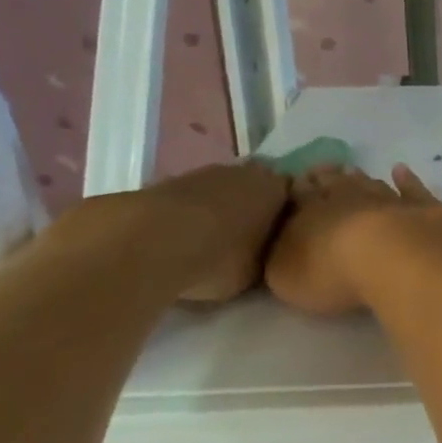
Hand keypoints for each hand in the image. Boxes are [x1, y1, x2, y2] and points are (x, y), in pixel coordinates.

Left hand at [146, 160, 292, 302]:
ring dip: (216, 210)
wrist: (150, 243)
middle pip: (254, 186)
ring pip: (219, 191)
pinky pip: (187, 201)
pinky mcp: (165, 183)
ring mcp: (203, 173)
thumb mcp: (258, 270)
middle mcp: (245, 172)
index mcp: (276, 187)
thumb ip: (267, 255)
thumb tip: (264, 253)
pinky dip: (186, 216)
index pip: (291, 193)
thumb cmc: (220, 257)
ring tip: (208, 243)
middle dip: (251, 207)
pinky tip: (178, 241)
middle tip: (246, 239)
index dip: (285, 214)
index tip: (279, 237)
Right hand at [264, 164, 441, 316]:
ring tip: (352, 169)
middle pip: (336, 184)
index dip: (297, 188)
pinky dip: (407, 180)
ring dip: (361, 178)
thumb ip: (280, 255)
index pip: (301, 195)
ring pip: (372, 184)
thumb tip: (281, 240)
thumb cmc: (332, 272)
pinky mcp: (424, 208)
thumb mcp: (286, 274)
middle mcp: (350, 199)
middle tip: (320, 168)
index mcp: (313, 213)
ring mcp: (389, 200)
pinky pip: (413, 190)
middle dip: (326, 177)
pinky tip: (401, 170)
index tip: (295, 179)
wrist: (395, 258)